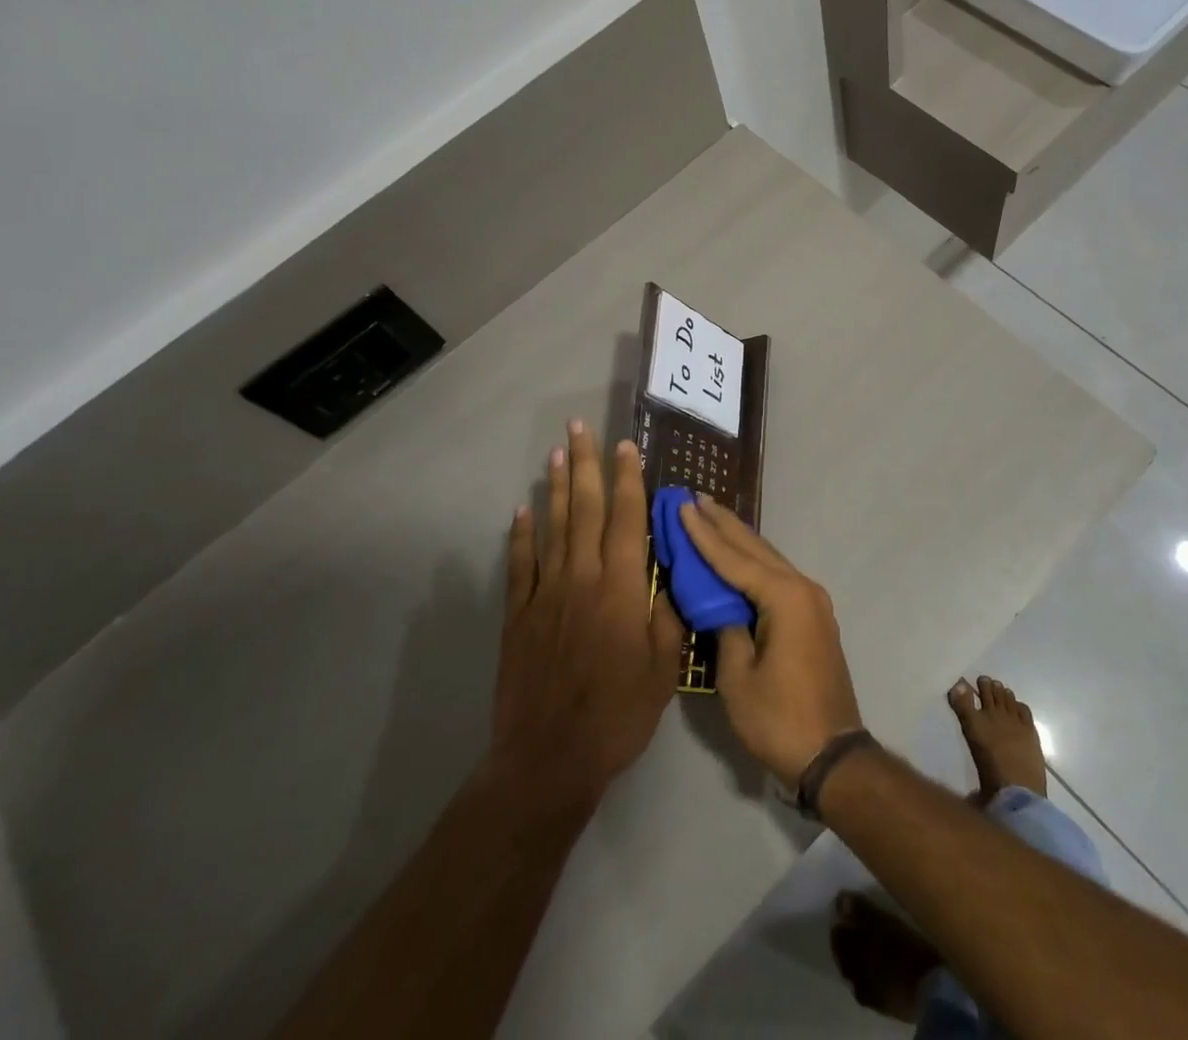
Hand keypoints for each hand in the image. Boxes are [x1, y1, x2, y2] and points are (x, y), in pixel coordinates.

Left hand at [489, 421, 684, 810]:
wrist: (549, 758)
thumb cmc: (617, 715)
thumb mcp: (664, 670)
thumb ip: (668, 616)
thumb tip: (669, 575)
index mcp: (622, 588)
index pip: (626, 519)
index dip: (628, 479)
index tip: (626, 446)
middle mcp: (582, 578)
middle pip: (584, 509)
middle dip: (584, 465)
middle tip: (579, 428)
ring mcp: (545, 594)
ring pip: (551, 527)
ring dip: (554, 488)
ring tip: (555, 453)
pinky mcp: (518, 616)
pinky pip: (520, 565)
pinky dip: (520, 535)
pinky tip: (521, 510)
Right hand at [676, 496, 863, 787]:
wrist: (832, 755)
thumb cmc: (779, 718)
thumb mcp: (738, 677)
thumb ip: (726, 630)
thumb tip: (718, 604)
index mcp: (785, 597)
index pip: (734, 558)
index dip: (704, 534)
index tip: (682, 506)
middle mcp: (802, 588)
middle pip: (755, 548)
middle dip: (723, 523)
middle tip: (695, 498)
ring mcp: (812, 602)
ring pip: (768, 559)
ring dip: (739, 539)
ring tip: (711, 515)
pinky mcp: (813, 617)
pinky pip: (777, 577)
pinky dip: (753, 562)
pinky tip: (738, 556)